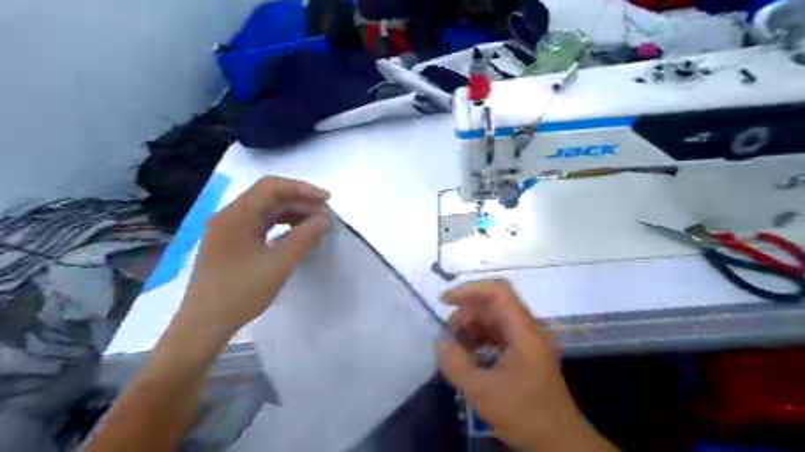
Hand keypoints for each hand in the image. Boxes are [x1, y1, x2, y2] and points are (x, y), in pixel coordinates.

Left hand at [180, 175, 331, 335]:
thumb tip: (324, 219)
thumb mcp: (279, 264)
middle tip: (325, 216)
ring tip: (315, 224)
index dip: (302, 189)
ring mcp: (227, 229)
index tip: (327, 200)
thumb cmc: (241, 293)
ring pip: (265, 210)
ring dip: (291, 213)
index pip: (271, 187)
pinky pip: (259, 224)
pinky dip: (280, 225)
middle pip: (268, 197)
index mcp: (235, 216)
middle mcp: (229, 216)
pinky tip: (296, 233)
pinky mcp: (230, 242)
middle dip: (300, 202)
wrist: (205, 324)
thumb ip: (304, 237)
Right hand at [438, 280, 614, 449]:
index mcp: (524, 332)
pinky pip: (498, 334)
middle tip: (448, 333)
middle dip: (466, 313)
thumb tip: (440, 342)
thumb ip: (455, 364)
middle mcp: (528, 329)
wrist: (560, 443)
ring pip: (495, 319)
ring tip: (455, 346)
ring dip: (472, 326)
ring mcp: (527, 341)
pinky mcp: (524, 353)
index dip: (470, 290)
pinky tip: (468, 355)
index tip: (445, 302)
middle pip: (494, 304)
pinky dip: (480, 339)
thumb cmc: (524, 414)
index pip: (498, 292)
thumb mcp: (482, 392)